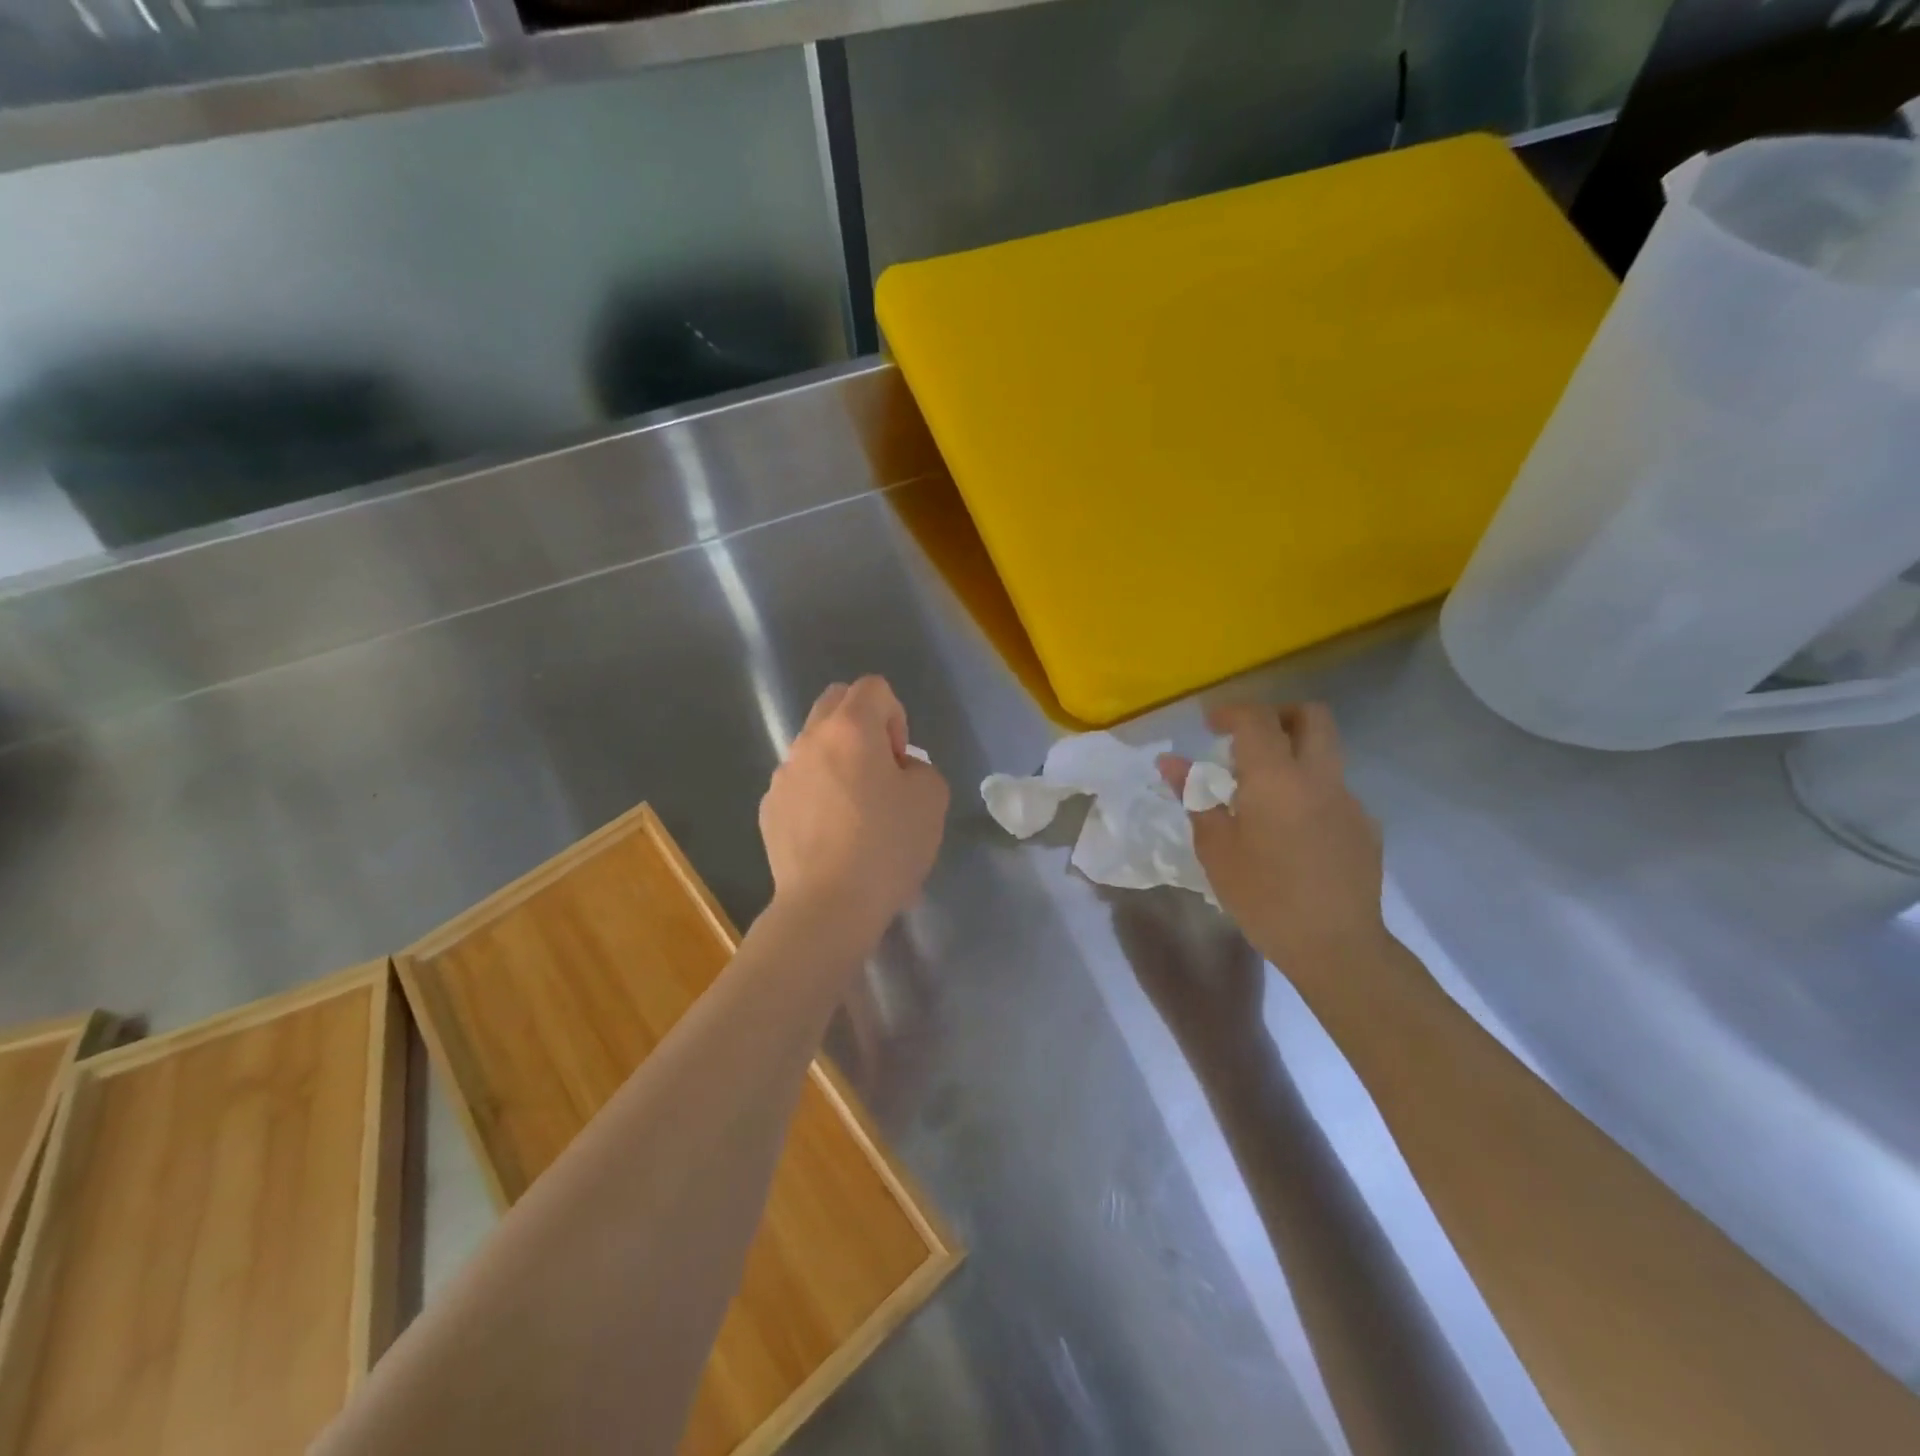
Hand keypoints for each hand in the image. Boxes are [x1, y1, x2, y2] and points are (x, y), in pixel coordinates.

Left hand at [759, 676, 949, 949]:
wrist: (828, 906)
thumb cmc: (886, 846)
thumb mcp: (931, 799)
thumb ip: (919, 768)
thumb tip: (898, 771)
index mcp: (850, 728)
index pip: (873, 687)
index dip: (896, 715)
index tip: (900, 761)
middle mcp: (809, 740)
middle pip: (835, 704)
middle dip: (863, 725)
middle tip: (880, 772)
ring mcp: (783, 775)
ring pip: (815, 747)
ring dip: (838, 762)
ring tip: (856, 813)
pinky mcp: (769, 809)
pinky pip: (799, 784)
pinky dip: (817, 795)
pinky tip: (832, 837)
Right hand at [1159, 703, 1387, 976]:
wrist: (1336, 946)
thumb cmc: (1264, 897)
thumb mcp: (1216, 849)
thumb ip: (1196, 796)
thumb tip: (1170, 761)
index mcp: (1277, 778)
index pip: (1257, 719)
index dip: (1231, 712)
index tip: (1210, 725)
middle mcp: (1319, 778)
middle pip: (1311, 716)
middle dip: (1278, 715)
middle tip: (1248, 740)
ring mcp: (1349, 801)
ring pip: (1326, 753)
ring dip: (1294, 755)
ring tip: (1263, 794)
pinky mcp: (1365, 827)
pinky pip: (1334, 791)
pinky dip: (1309, 792)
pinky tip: (1291, 832)